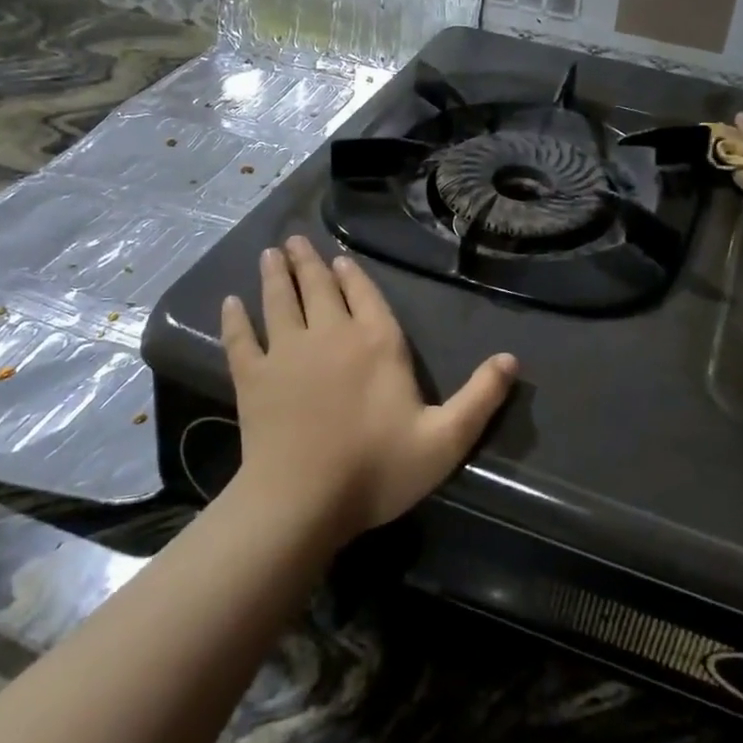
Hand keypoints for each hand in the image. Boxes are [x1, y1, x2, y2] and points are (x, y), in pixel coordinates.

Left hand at [220, 237, 516, 540]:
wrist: (302, 501)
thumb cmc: (377, 469)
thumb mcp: (445, 439)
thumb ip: (480, 398)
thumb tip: (512, 359)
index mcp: (377, 343)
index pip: (366, 296)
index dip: (352, 275)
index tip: (338, 258)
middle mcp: (331, 335)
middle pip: (319, 288)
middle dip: (309, 263)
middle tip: (296, 240)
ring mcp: (287, 353)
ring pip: (279, 301)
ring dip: (275, 275)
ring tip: (270, 253)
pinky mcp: (252, 377)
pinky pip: (240, 338)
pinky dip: (234, 319)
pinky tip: (229, 303)